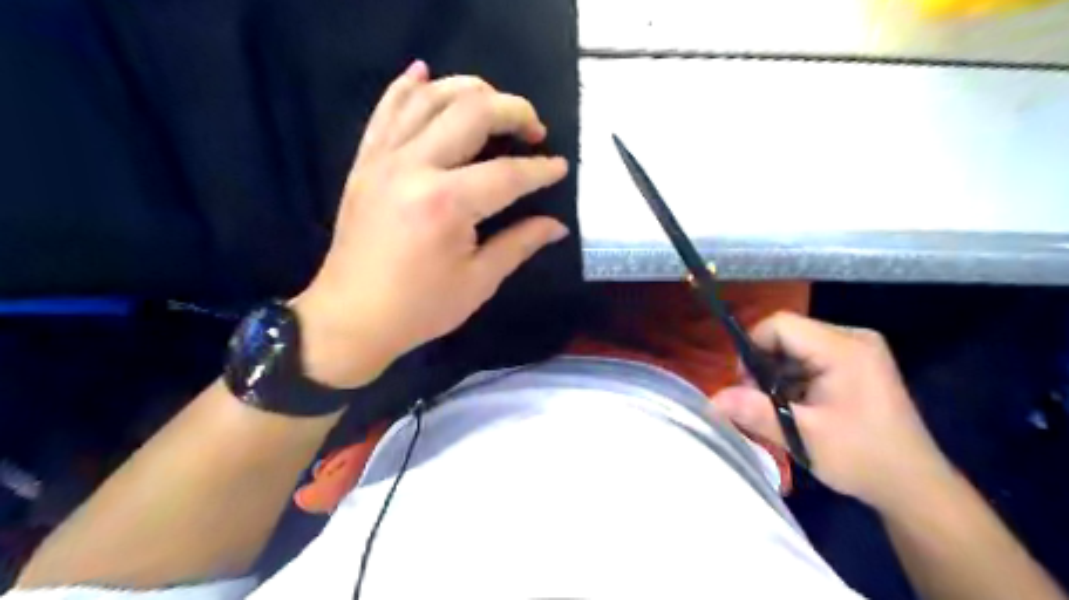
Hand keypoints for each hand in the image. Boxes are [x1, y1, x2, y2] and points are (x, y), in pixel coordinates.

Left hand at [290, 62, 571, 387]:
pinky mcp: (365, 162)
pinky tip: (427, 74)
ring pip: (430, 98)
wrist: (351, 318)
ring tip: (495, 105)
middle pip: (472, 113)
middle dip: (514, 111)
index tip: (560, 167)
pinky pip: (386, 110)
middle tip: (535, 130)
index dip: (541, 169)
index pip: (508, 173)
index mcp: (447, 204)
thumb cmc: (420, 308)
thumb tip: (557, 226)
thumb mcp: (478, 282)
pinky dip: (408, 87)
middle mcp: (414, 168)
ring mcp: (384, 159)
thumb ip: (520, 244)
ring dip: (470, 90)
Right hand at [708, 311, 950, 508]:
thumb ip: (755, 412)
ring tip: (781, 406)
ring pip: (796, 345)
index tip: (748, 385)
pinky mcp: (858, 361)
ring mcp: (858, 348)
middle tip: (763, 400)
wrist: (915, 486)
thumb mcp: (803, 436)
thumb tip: (711, 401)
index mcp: (844, 349)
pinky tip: (799, 404)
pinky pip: (811, 355)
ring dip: (779, 372)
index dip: (753, 348)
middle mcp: (853, 337)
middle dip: (765, 364)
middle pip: (787, 333)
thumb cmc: (862, 458)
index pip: (780, 325)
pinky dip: (795, 376)